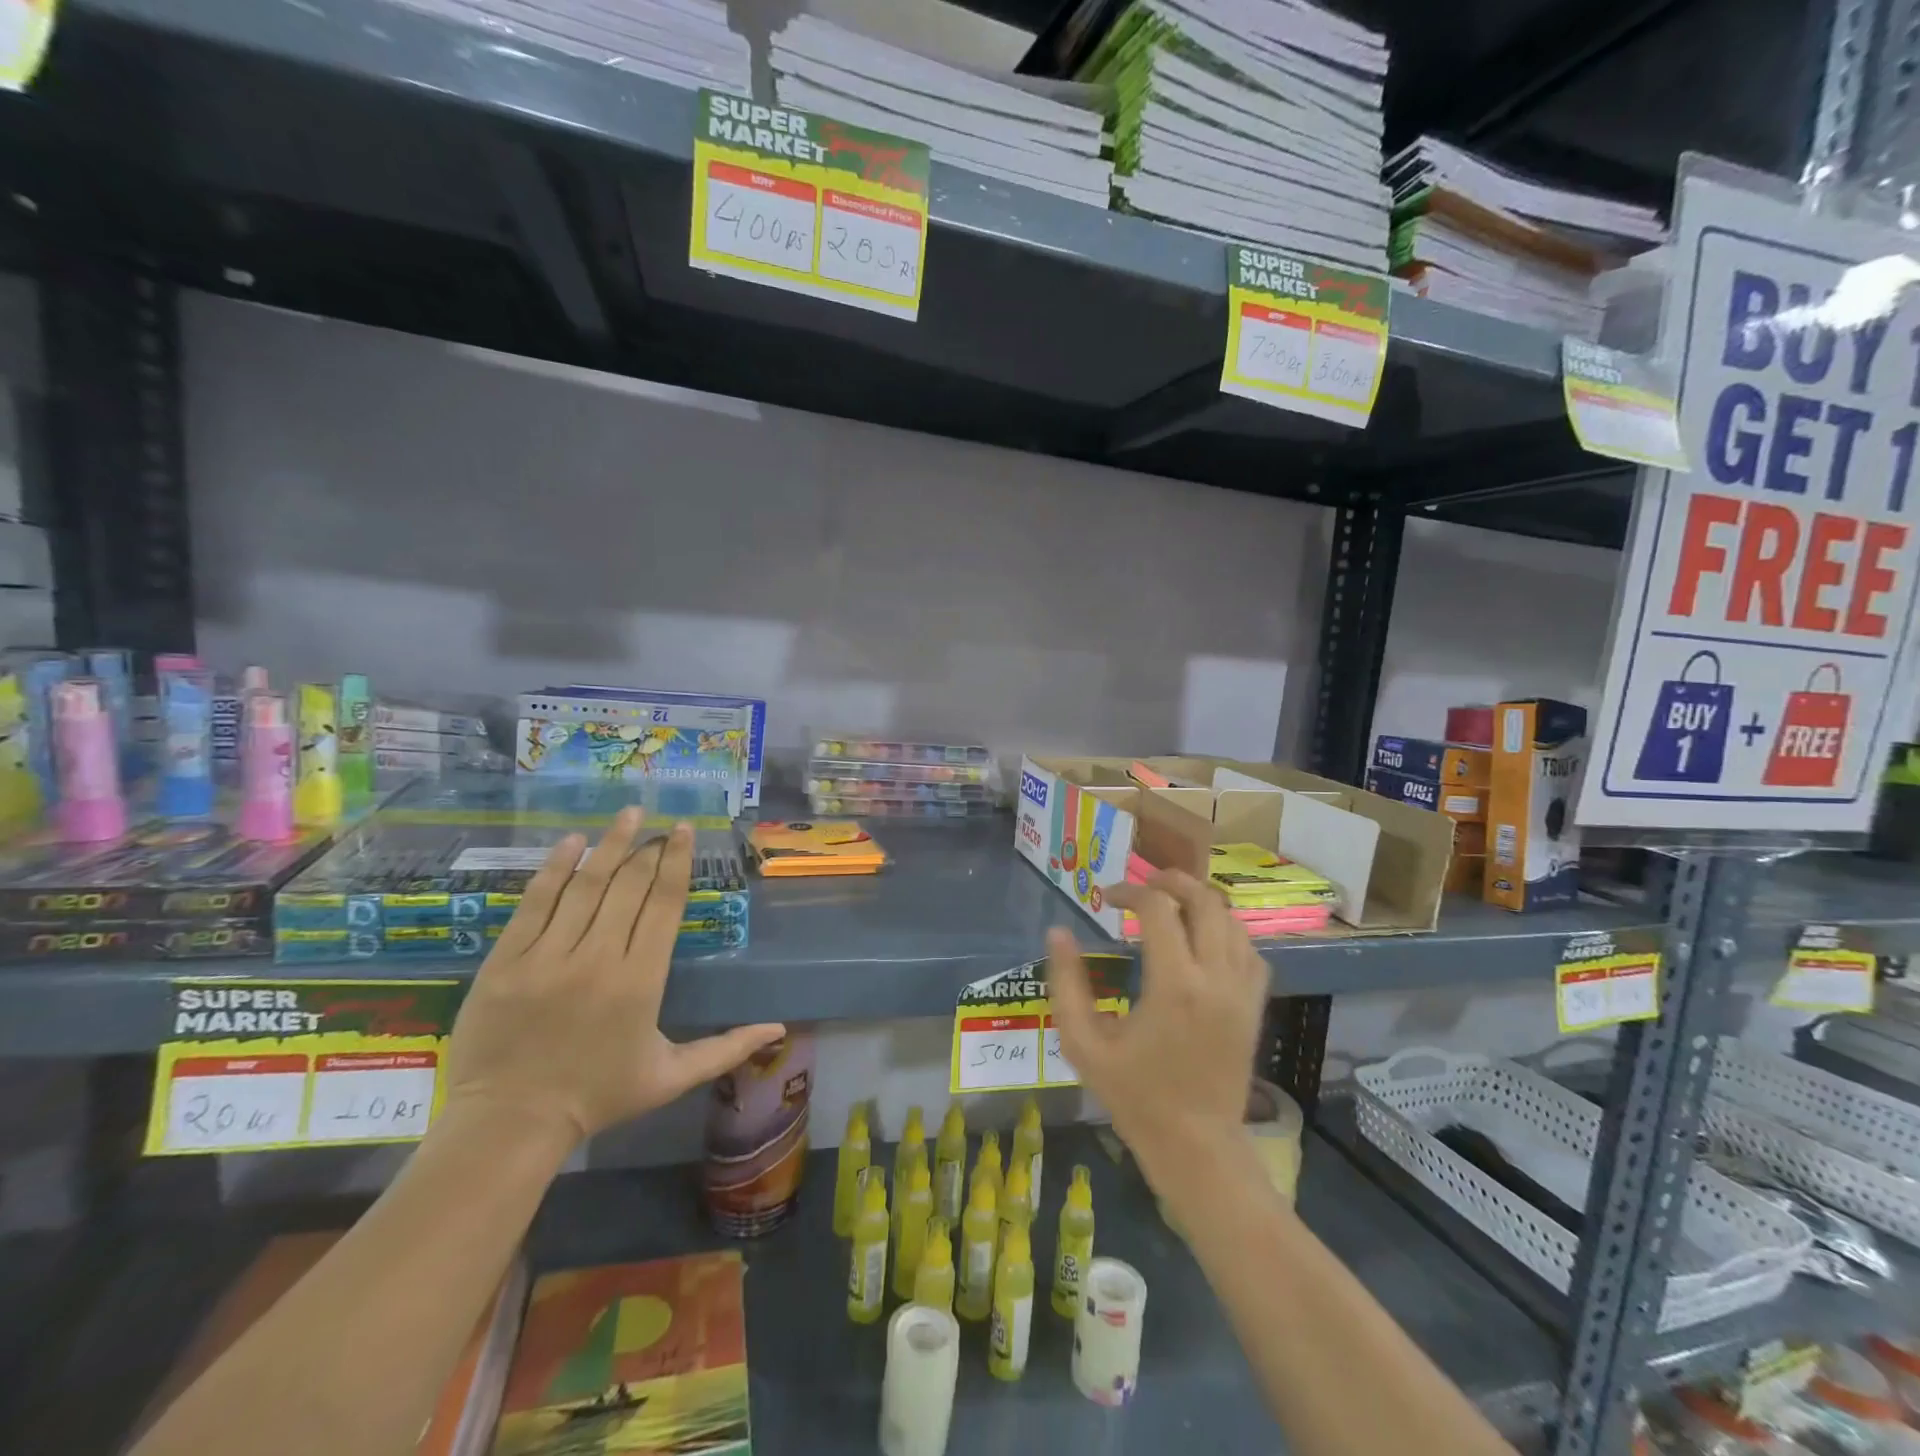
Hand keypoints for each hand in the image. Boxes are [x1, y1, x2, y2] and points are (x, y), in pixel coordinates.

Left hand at [446, 808, 784, 1146]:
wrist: (508, 1124)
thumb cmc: (598, 1097)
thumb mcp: (671, 1077)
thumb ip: (726, 1049)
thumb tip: (779, 1029)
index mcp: (641, 981)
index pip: (663, 905)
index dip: (677, 863)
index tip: (684, 831)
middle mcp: (598, 958)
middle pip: (629, 887)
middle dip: (648, 850)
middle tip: (659, 826)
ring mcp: (547, 956)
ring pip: (585, 886)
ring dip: (610, 845)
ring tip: (628, 814)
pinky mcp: (507, 960)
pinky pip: (534, 902)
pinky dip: (555, 868)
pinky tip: (573, 841)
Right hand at [1047, 870, 1268, 1184]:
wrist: (1196, 1145)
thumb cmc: (1135, 1095)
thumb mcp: (1084, 1044)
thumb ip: (1067, 984)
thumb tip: (1057, 933)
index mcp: (1174, 984)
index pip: (1157, 908)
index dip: (1128, 891)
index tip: (1105, 898)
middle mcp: (1215, 978)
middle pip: (1205, 900)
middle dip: (1172, 880)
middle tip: (1144, 884)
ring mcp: (1242, 991)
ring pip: (1232, 921)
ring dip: (1200, 903)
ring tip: (1170, 905)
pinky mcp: (1255, 1006)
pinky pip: (1250, 951)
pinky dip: (1226, 932)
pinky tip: (1202, 941)